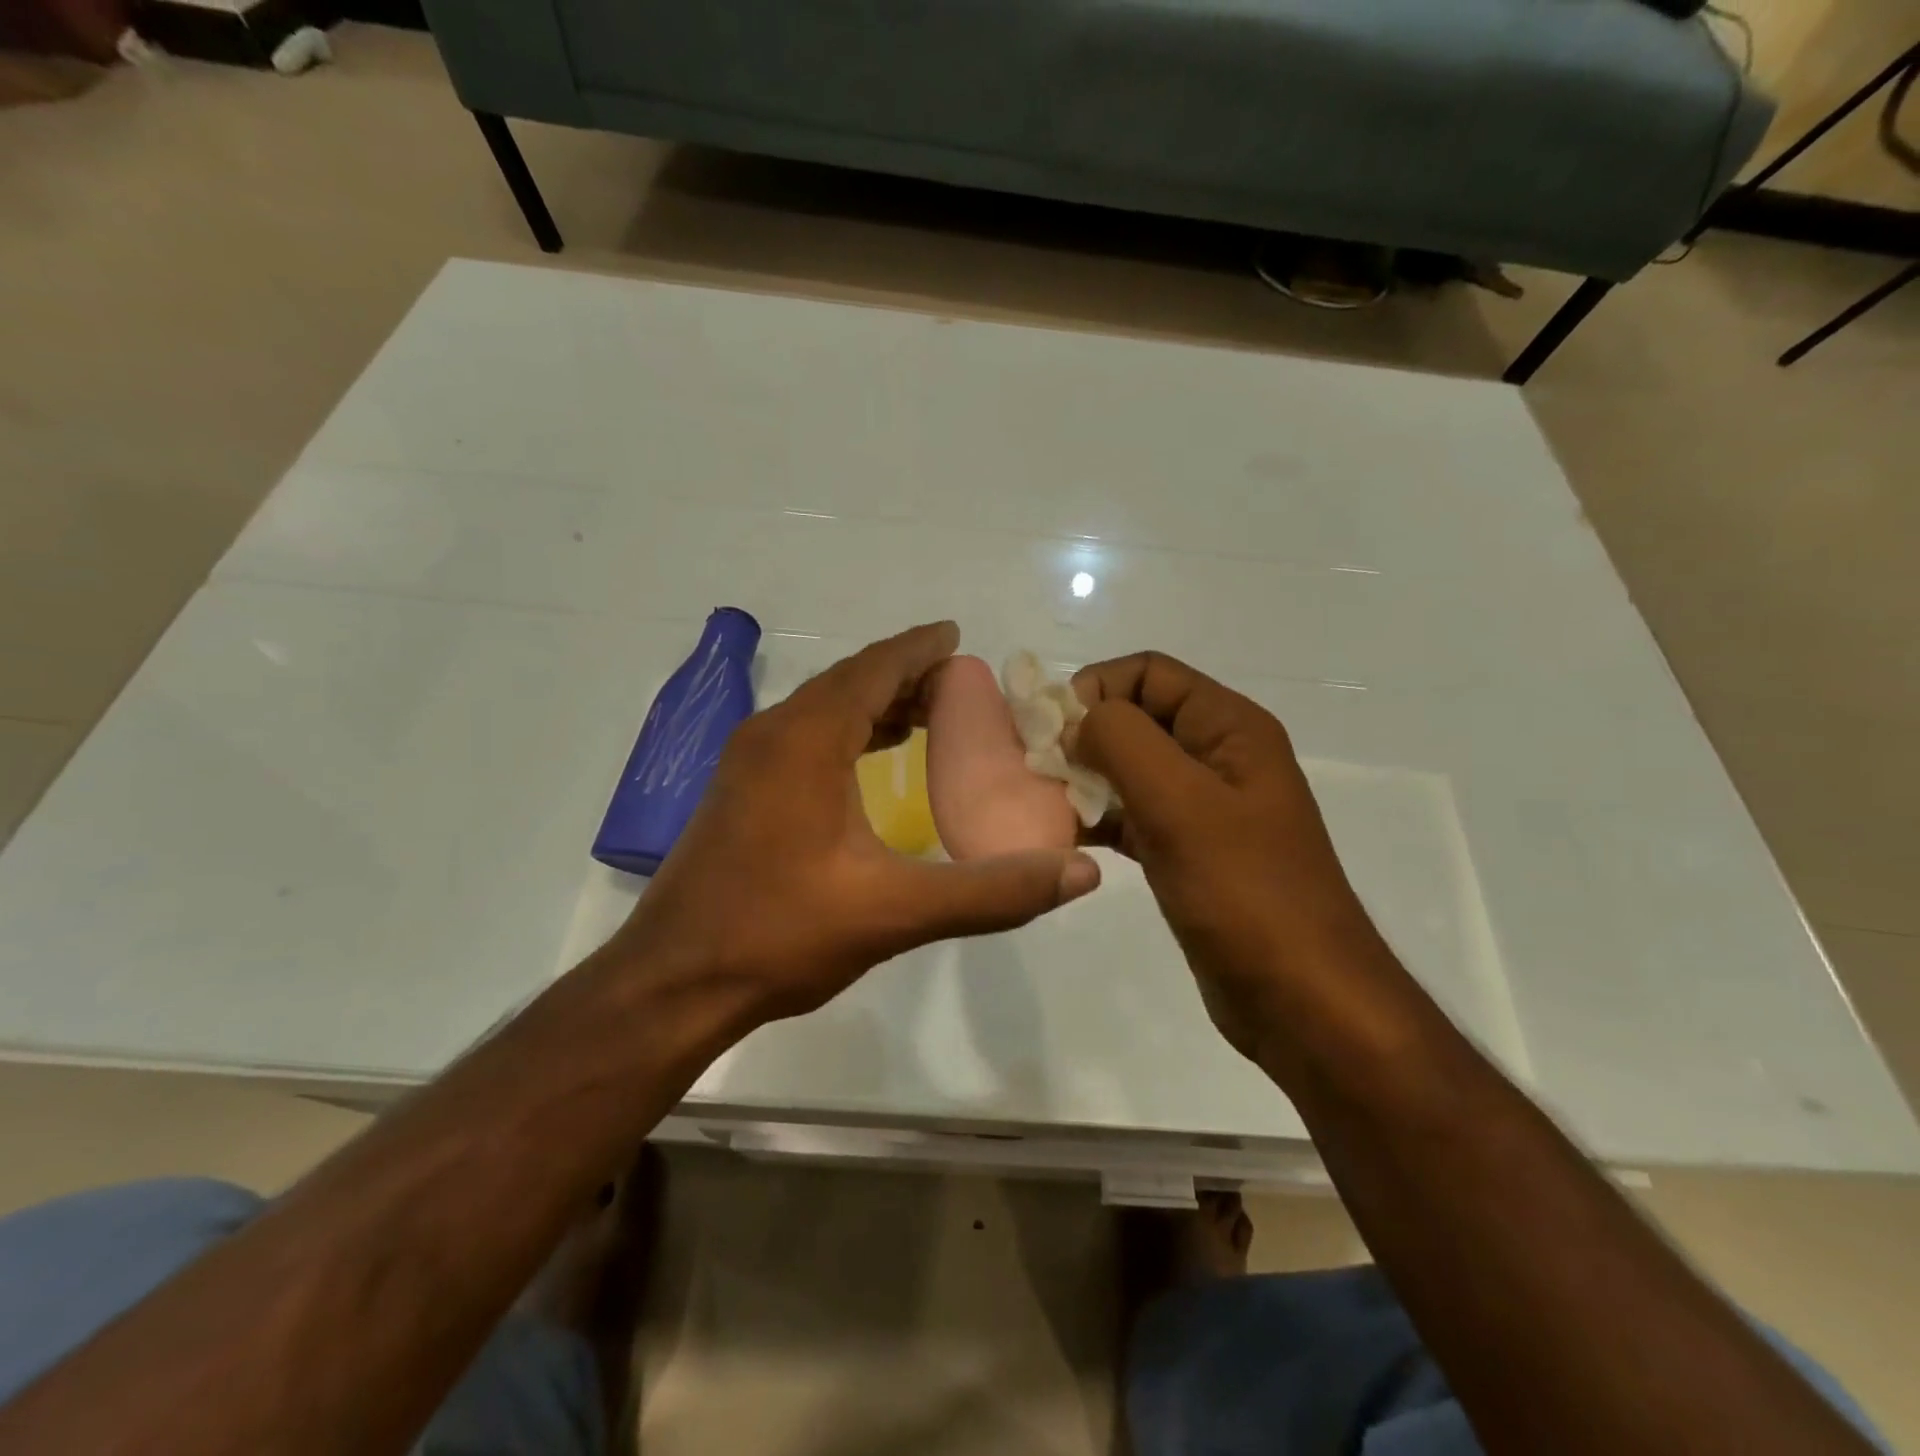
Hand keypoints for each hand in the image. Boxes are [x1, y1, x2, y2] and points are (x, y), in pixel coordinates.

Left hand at [610, 623, 1101, 1028]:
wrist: (674, 982)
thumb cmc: (781, 935)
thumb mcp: (896, 912)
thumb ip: (992, 891)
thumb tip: (1080, 875)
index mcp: (806, 739)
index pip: (874, 669)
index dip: (920, 649)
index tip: (958, 637)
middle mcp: (772, 733)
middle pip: (849, 681)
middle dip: (905, 675)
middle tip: (960, 683)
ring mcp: (748, 762)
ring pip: (824, 709)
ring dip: (875, 703)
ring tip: (929, 715)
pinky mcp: (740, 791)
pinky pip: (805, 737)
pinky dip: (848, 732)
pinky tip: (872, 759)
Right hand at [1069, 652, 1390, 1062]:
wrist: (1300, 998)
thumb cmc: (1244, 891)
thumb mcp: (1180, 802)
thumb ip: (1122, 740)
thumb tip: (1077, 720)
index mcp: (1229, 727)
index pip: (1149, 672)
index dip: (1097, 687)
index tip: (1053, 731)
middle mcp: (1217, 756)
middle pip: (1136, 717)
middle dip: (1084, 735)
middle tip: (1039, 770)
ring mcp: (1203, 806)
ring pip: (1130, 768)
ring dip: (1085, 777)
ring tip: (1044, 805)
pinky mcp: (1187, 850)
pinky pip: (1132, 815)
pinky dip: (1098, 818)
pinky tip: (1066, 838)